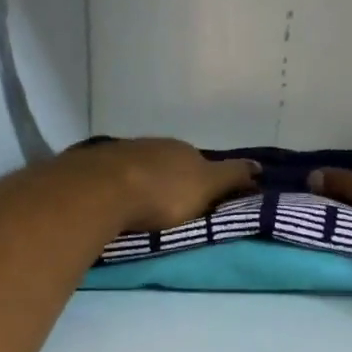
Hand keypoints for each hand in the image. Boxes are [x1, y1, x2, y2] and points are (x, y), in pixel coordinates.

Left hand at [70, 138, 259, 232]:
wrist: (102, 189)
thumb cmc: (163, 192)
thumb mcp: (207, 187)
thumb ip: (232, 177)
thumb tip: (259, 166)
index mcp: (183, 149)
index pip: (199, 162)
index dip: (203, 181)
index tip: (200, 201)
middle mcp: (153, 144)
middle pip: (168, 162)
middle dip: (170, 179)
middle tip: (170, 206)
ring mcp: (121, 151)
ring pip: (139, 166)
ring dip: (142, 181)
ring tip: (140, 206)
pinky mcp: (93, 164)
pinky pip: (111, 174)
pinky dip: (116, 185)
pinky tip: (113, 199)